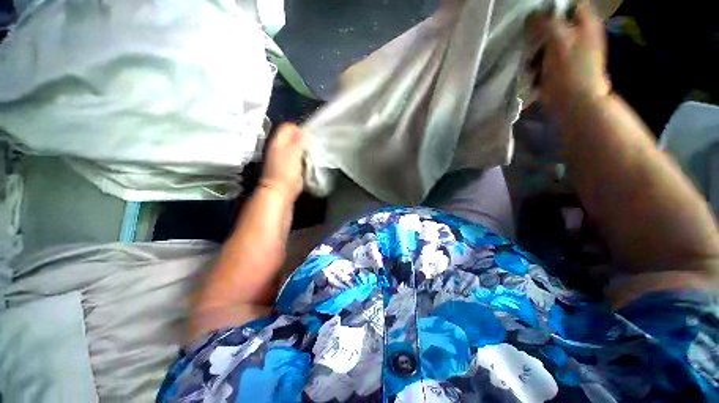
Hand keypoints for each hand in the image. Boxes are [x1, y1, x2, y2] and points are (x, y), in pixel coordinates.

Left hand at [260, 123, 305, 201]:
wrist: (280, 192)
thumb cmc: (287, 171)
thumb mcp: (294, 153)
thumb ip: (299, 141)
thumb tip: (303, 132)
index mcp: (278, 142)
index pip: (287, 127)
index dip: (299, 129)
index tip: (309, 137)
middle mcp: (278, 148)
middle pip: (291, 138)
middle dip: (302, 140)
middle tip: (312, 146)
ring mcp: (281, 159)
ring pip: (294, 148)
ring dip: (303, 150)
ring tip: (312, 155)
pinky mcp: (286, 168)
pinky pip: (296, 158)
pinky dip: (302, 159)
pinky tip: (308, 164)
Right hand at [526, 1, 610, 116]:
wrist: (575, 103)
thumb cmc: (569, 70)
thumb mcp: (558, 39)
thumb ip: (546, 22)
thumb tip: (531, 15)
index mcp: (586, 23)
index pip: (570, 4)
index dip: (553, 8)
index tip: (537, 19)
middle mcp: (582, 34)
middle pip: (558, 24)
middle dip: (541, 32)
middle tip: (530, 42)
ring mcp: (574, 52)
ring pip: (550, 42)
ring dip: (537, 51)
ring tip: (531, 63)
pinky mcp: (564, 68)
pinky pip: (547, 59)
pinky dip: (538, 64)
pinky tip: (534, 73)